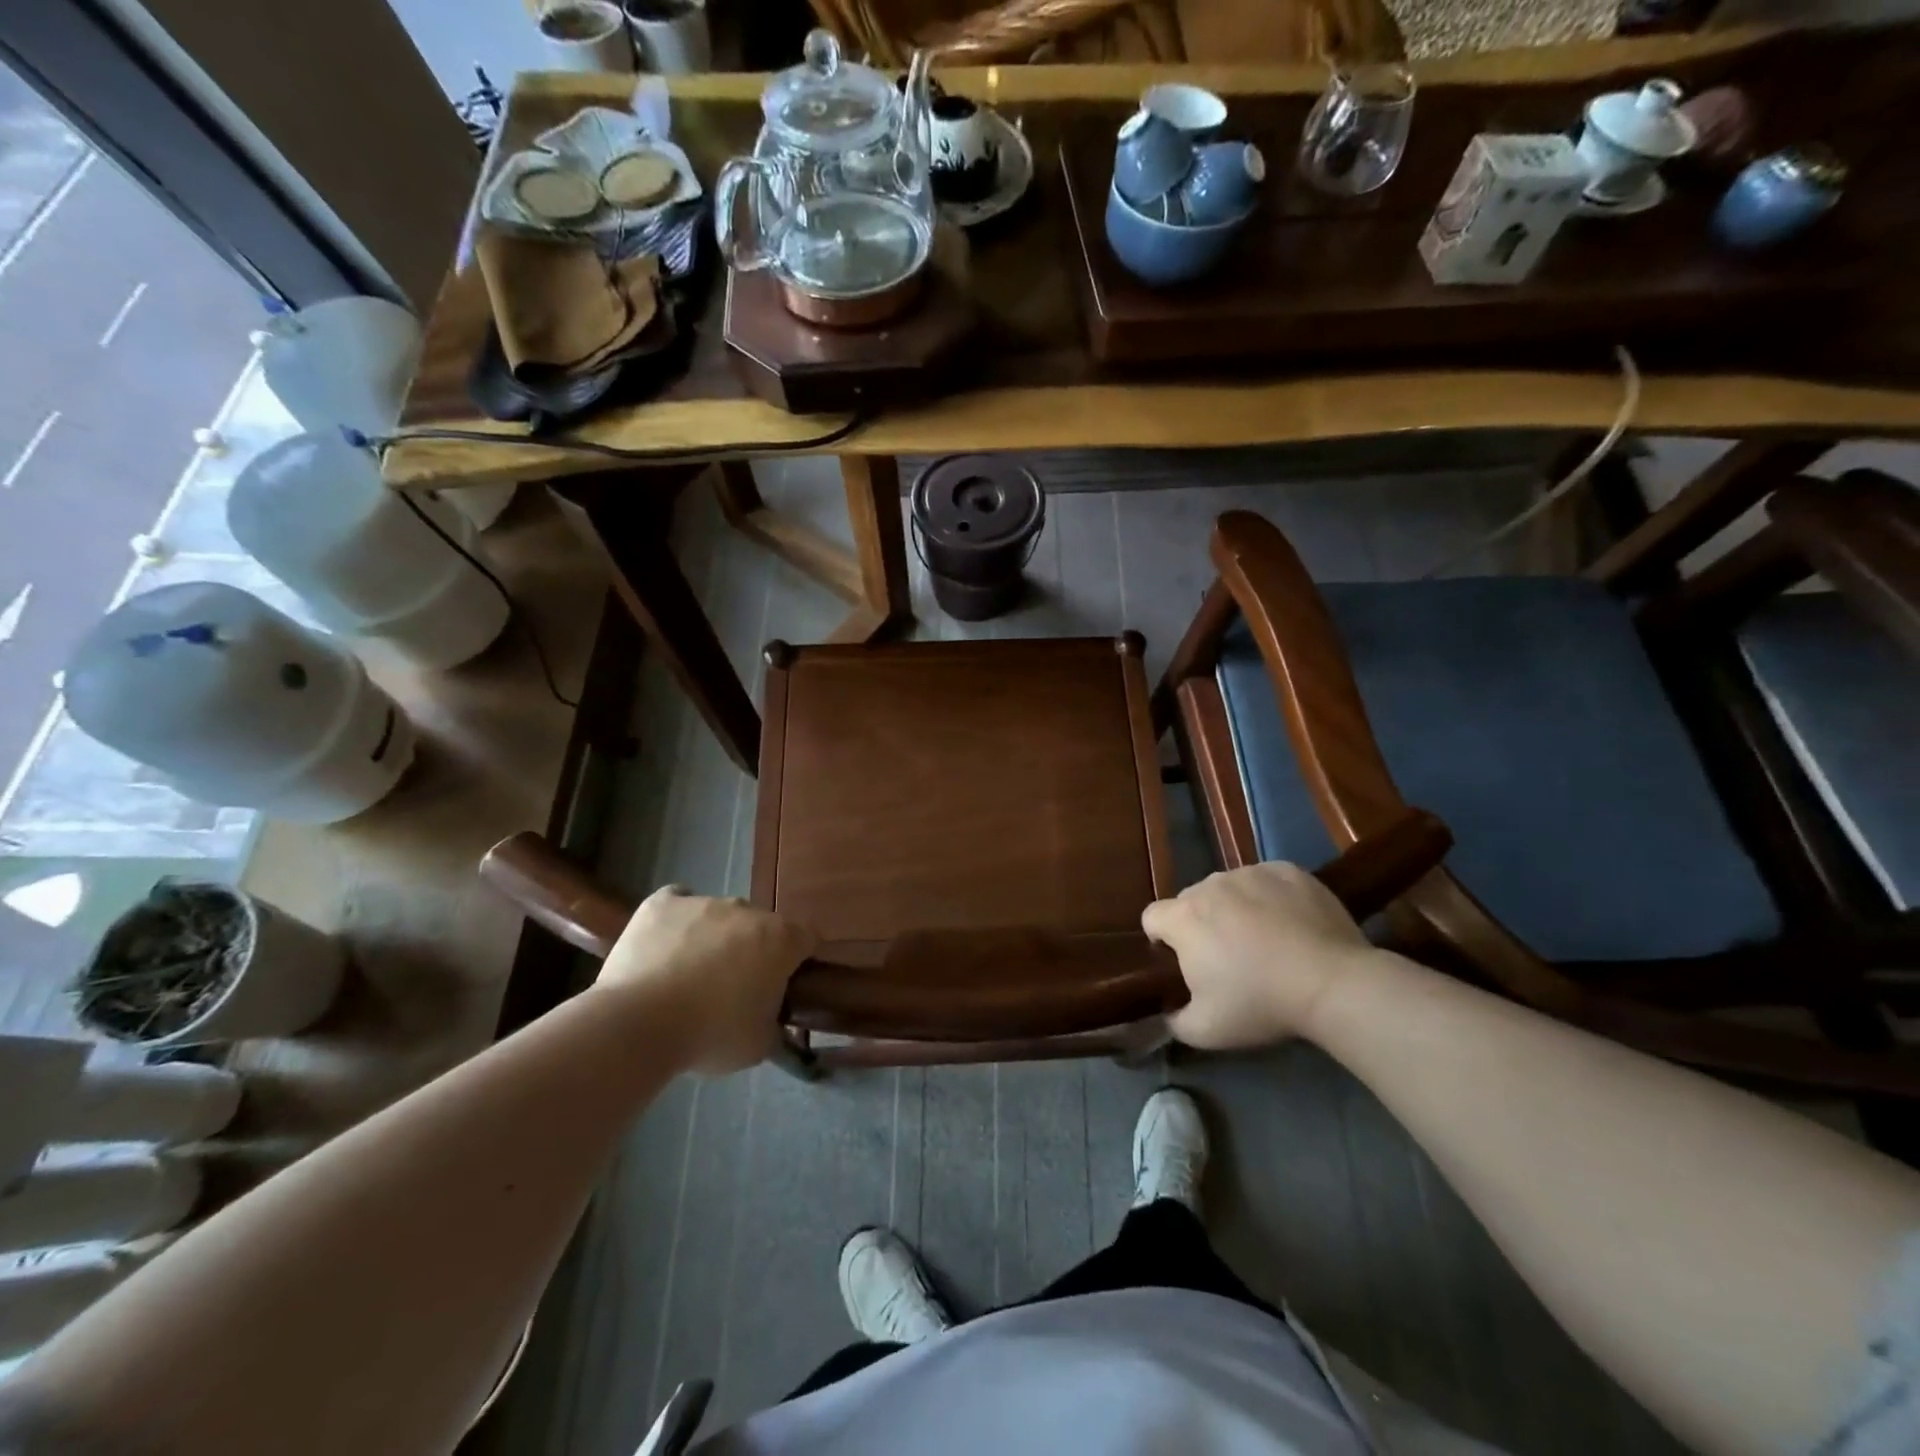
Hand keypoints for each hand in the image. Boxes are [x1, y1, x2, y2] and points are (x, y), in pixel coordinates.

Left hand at [597, 887, 816, 1074]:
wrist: (637, 1025)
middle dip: (753, 950)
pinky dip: (678, 919)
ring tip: (689, 974)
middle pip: (760, 926)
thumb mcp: (759, 1046)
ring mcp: (703, 902)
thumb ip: (776, 1025)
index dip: (797, 963)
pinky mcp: (662, 903)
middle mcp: (747, 910)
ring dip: (715, 937)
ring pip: (719, 915)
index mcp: (780, 939)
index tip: (783, 987)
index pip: (806, 940)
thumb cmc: (710, 1036)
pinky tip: (667, 944)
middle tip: (734, 988)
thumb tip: (774, 1021)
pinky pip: (678, 901)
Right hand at [1142, 862, 1373, 1050]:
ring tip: (1266, 940)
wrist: (1333, 983)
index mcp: (1183, 917)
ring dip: (1236, 908)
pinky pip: (1266, 880)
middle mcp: (1209, 885)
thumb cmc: (1261, 1004)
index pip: (1152, 917)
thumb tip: (1168, 1011)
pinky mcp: (1287, 870)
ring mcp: (1250, 873)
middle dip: (1202, 924)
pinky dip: (1271, 897)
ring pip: (1229, 888)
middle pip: (1191, 901)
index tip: (1184, 963)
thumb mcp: (1206, 1031)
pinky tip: (1292, 923)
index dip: (1162, 940)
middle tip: (1229, 958)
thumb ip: (1174, 1020)